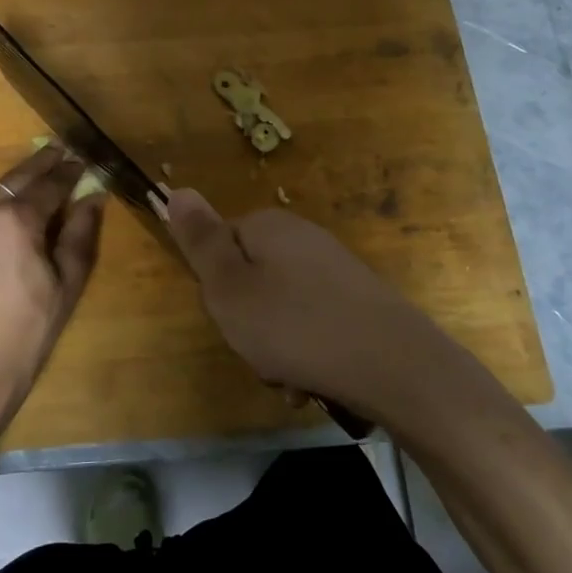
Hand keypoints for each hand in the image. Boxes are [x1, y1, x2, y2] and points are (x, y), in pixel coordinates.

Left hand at [0, 145, 104, 417]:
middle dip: (44, 163)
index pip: (50, 184)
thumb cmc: (30, 326)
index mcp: (16, 219)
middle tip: (63, 151)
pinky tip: (20, 202)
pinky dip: (5, 198)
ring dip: (23, 179)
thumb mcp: (67, 280)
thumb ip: (80, 233)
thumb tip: (92, 198)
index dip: (71, 172)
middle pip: (19, 176)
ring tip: (45, 172)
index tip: (86, 163)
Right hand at [164, 189, 477, 433]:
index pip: (218, 245)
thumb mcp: (229, 287)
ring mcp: (334, 269)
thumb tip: (176, 189)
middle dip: (247, 322)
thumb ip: (200, 241)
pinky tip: (313, 382)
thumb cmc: (295, 326)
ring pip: (280, 308)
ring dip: (275, 347)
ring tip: (289, 378)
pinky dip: (306, 353)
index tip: (228, 316)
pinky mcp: (358, 301)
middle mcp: (302, 238)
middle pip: (250, 279)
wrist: (395, 365)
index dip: (215, 286)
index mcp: (268, 226)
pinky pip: (312, 324)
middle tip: (257, 352)